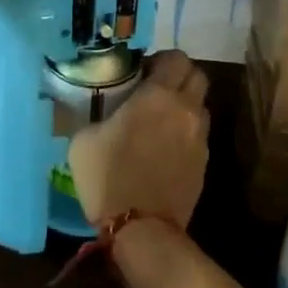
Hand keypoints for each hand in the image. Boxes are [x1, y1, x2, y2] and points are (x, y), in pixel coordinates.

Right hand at [69, 52, 210, 227]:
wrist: (142, 229)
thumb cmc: (108, 178)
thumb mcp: (84, 139)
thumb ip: (98, 115)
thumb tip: (101, 113)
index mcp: (158, 95)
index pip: (176, 58)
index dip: (161, 60)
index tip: (142, 72)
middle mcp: (186, 109)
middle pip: (197, 76)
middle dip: (179, 77)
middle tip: (154, 90)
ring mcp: (199, 137)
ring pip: (201, 106)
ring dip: (185, 105)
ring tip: (161, 121)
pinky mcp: (204, 162)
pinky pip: (198, 134)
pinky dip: (185, 133)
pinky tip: (164, 148)